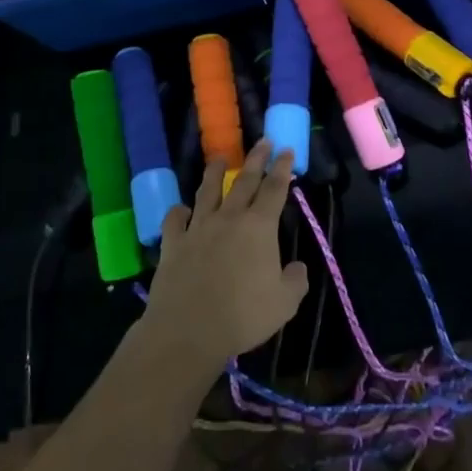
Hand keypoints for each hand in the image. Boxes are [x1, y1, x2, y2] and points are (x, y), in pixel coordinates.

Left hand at [141, 140, 308, 378]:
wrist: (189, 329)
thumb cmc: (243, 315)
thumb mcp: (284, 303)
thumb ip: (295, 281)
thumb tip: (298, 267)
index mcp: (259, 227)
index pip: (275, 189)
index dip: (282, 168)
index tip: (286, 150)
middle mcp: (229, 218)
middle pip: (244, 181)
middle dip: (256, 159)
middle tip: (263, 141)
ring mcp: (198, 228)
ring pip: (208, 191)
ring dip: (215, 173)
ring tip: (219, 157)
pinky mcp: (173, 243)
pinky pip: (175, 220)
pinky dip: (178, 212)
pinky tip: (181, 209)